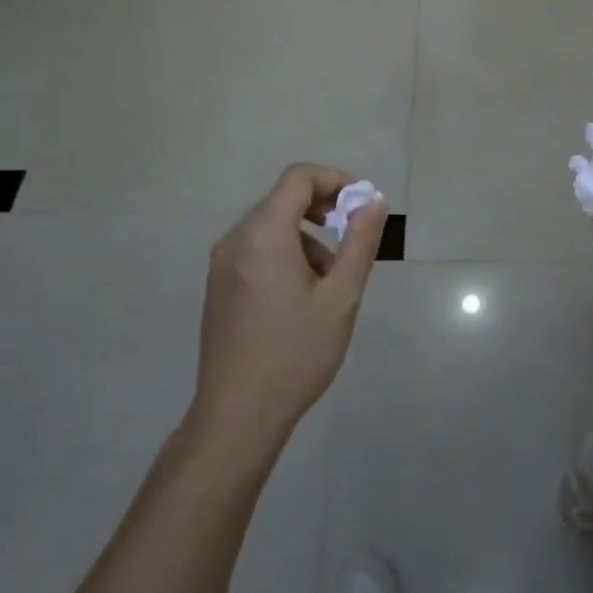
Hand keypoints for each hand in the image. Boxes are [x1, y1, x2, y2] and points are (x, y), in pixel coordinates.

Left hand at [190, 164, 386, 448]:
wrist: (238, 415)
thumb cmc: (295, 353)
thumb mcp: (341, 297)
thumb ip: (360, 242)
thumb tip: (373, 201)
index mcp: (263, 234)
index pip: (299, 177)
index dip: (336, 180)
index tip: (362, 206)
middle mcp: (235, 239)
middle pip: (283, 200)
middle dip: (324, 211)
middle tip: (353, 242)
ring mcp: (222, 264)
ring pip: (271, 227)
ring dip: (307, 238)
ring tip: (329, 283)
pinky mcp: (219, 286)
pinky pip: (256, 250)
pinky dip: (285, 254)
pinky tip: (301, 298)